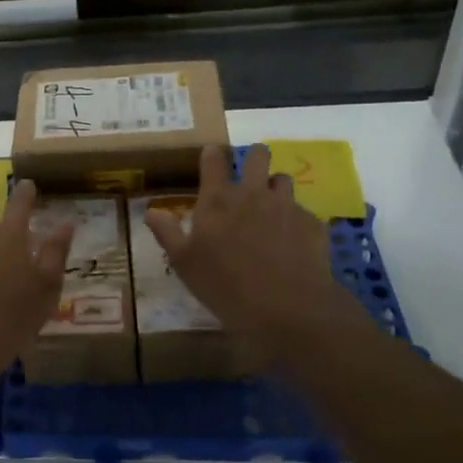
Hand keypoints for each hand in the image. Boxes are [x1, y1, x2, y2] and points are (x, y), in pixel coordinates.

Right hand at [143, 144, 363, 349]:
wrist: (286, 307)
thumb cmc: (225, 285)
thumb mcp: (185, 264)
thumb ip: (168, 233)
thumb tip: (151, 212)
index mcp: (218, 200)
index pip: (213, 159)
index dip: (212, 154)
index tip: (211, 156)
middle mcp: (253, 193)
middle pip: (257, 155)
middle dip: (253, 157)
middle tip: (248, 174)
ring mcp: (286, 206)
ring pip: (283, 179)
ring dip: (275, 187)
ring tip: (271, 207)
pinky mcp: (312, 223)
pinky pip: (302, 211)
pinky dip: (295, 219)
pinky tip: (292, 241)